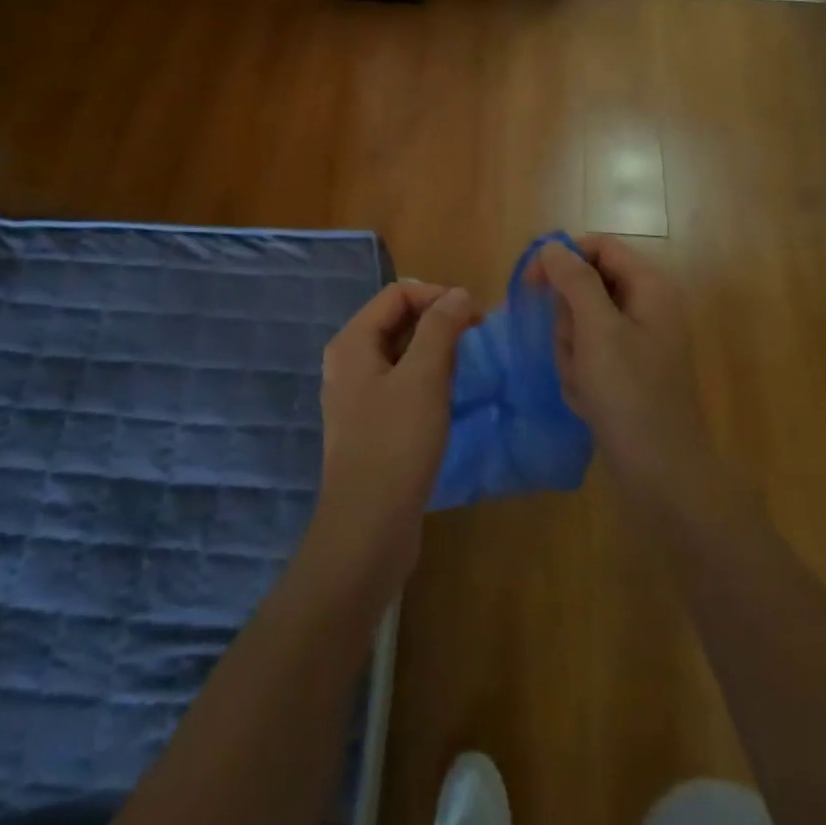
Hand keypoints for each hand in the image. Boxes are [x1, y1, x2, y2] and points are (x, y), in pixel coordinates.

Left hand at [310, 282, 476, 596]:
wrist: (368, 530)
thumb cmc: (395, 445)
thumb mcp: (424, 378)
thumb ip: (441, 328)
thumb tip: (459, 294)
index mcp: (352, 343)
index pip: (398, 293)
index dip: (438, 295)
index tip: (476, 317)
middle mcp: (349, 362)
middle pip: (397, 320)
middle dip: (438, 320)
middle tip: (476, 338)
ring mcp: (357, 395)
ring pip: (402, 353)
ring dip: (436, 350)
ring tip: (469, 365)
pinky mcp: (371, 424)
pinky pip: (402, 383)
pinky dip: (428, 379)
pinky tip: (451, 396)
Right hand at [532, 236, 717, 512]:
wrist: (661, 473)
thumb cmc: (629, 394)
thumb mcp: (597, 330)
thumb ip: (574, 280)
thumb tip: (553, 245)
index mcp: (649, 287)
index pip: (599, 246)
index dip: (562, 256)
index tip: (530, 282)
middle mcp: (647, 306)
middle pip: (587, 286)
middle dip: (568, 318)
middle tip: (573, 349)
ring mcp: (638, 340)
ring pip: (583, 322)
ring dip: (571, 349)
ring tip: (582, 381)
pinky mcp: (628, 369)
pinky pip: (589, 352)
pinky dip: (580, 371)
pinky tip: (587, 398)